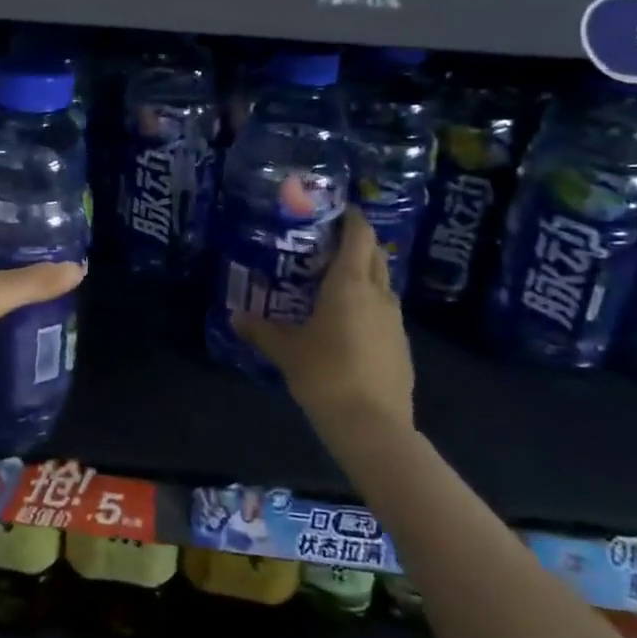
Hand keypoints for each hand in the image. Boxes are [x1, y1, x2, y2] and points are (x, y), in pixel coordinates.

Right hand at [235, 207, 414, 433]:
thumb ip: (260, 330)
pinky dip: (369, 304)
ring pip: (382, 282)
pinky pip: (385, 310)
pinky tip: (349, 323)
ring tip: (334, 282)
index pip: (359, 234)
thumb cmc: (326, 375)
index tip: (334, 210)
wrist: (373, 427)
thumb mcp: (286, 351)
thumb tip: (234, 317)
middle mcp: (378, 293)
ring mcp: (395, 320)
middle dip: (356, 242)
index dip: (351, 217)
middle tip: (326, 244)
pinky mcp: (402, 344)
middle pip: (374, 253)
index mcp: (349, 284)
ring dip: (363, 274)